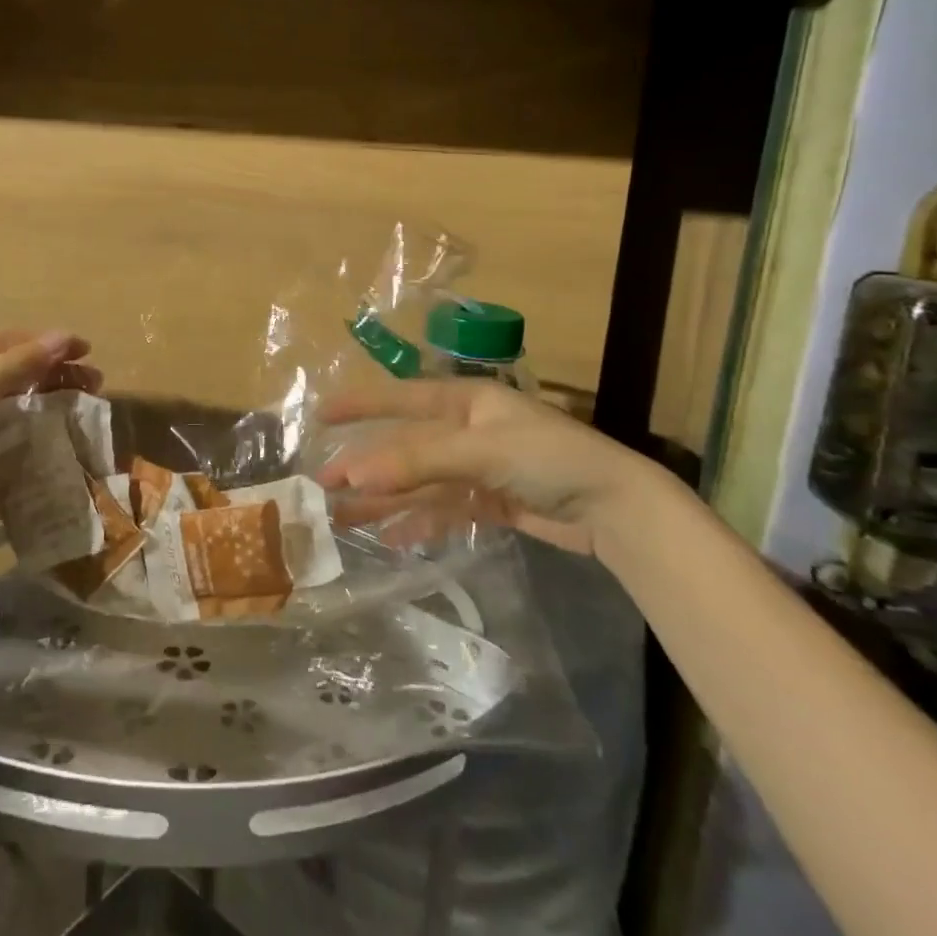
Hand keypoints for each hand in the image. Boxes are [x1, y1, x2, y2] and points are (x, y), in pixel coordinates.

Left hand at [0, 327, 99, 550]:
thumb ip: (16, 364)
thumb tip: (64, 337)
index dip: (43, 342)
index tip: (86, 348)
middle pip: (0, 365)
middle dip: (45, 371)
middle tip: (92, 380)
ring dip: (34, 397)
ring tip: (76, 401)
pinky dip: (14, 424)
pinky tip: (43, 427)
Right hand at [316, 380, 680, 557]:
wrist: (616, 508)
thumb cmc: (549, 459)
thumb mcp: (481, 452)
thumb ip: (417, 461)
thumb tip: (355, 472)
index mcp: (465, 401)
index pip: (401, 398)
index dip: (361, 406)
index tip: (321, 415)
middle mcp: (467, 430)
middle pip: (405, 447)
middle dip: (366, 464)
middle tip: (324, 483)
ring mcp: (478, 468)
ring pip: (419, 483)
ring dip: (385, 499)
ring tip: (345, 516)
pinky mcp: (490, 501)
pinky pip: (442, 509)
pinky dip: (418, 522)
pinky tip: (391, 537)